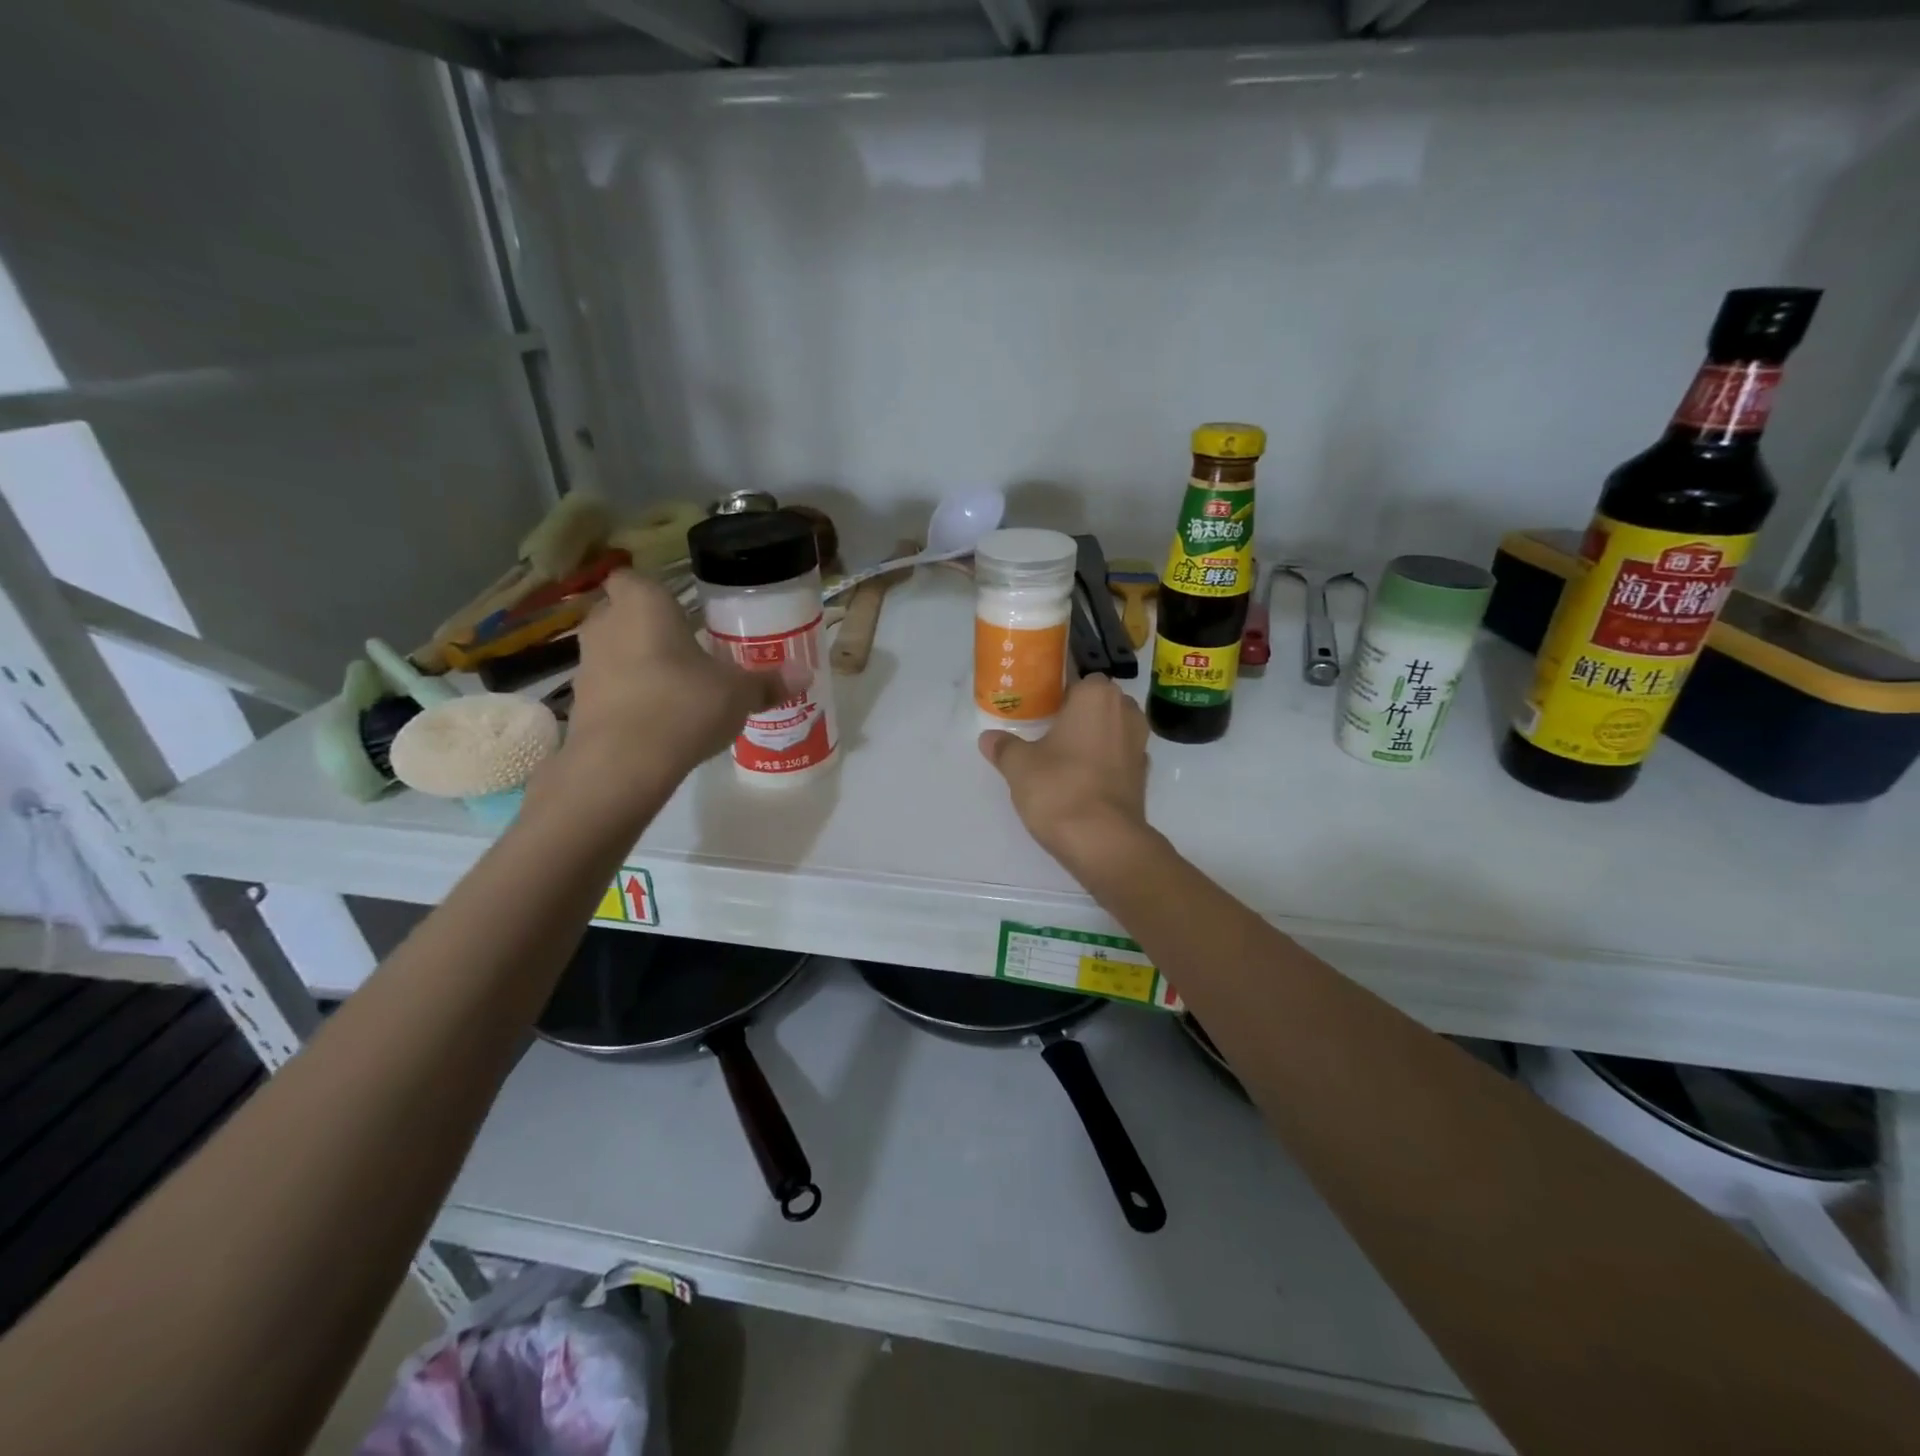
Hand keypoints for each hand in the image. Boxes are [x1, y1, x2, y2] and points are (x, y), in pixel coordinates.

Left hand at [557, 570, 798, 797]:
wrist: (623, 763)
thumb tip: (805, 675)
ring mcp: (586, 664)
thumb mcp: (739, 693)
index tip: (679, 612)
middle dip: (647, 628)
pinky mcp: (580, 703)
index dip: (653, 593)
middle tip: (685, 648)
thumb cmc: (684, 704)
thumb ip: (768, 682)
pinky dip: (627, 697)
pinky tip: (657, 718)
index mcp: (644, 604)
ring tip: (674, 686)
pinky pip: (609, 688)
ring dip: (636, 663)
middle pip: (621, 614)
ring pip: (612, 652)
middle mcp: (606, 624)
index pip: (633, 578)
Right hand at [978, 675, 1152, 874]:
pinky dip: (1102, 762)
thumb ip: (1004, 747)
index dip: (1055, 687)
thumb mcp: (1019, 766)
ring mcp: (1140, 744)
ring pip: (1110, 728)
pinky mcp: (1143, 775)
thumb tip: (989, 738)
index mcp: (1097, 695)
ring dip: (1091, 736)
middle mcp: (1125, 711)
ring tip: (1060, 753)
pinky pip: (1118, 756)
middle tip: (1044, 727)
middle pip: (1096, 701)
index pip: (1075, 675)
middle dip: (1075, 711)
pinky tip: (1079, 777)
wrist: (1104, 841)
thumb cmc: (1059, 788)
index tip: (1036, 701)